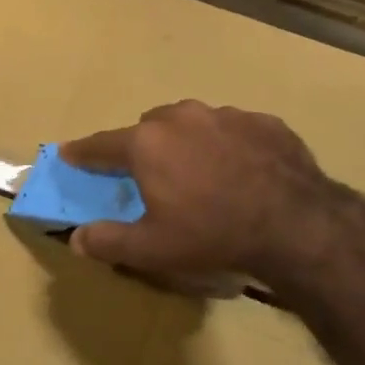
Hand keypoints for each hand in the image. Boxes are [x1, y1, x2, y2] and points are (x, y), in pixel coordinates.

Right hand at [59, 100, 353, 289]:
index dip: (82, 152)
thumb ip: (108, 241)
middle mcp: (181, 118)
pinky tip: (243, 172)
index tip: (68, 153)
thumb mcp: (152, 249)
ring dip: (188, 143)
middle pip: (149, 127)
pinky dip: (229, 146)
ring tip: (202, 175)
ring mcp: (226, 115)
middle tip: (152, 177)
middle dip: (144, 147)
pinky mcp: (264, 122)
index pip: (101, 145)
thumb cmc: (212, 234)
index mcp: (147, 143)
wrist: (296, 224)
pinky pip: (234, 130)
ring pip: (193, 123)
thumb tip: (77, 238)